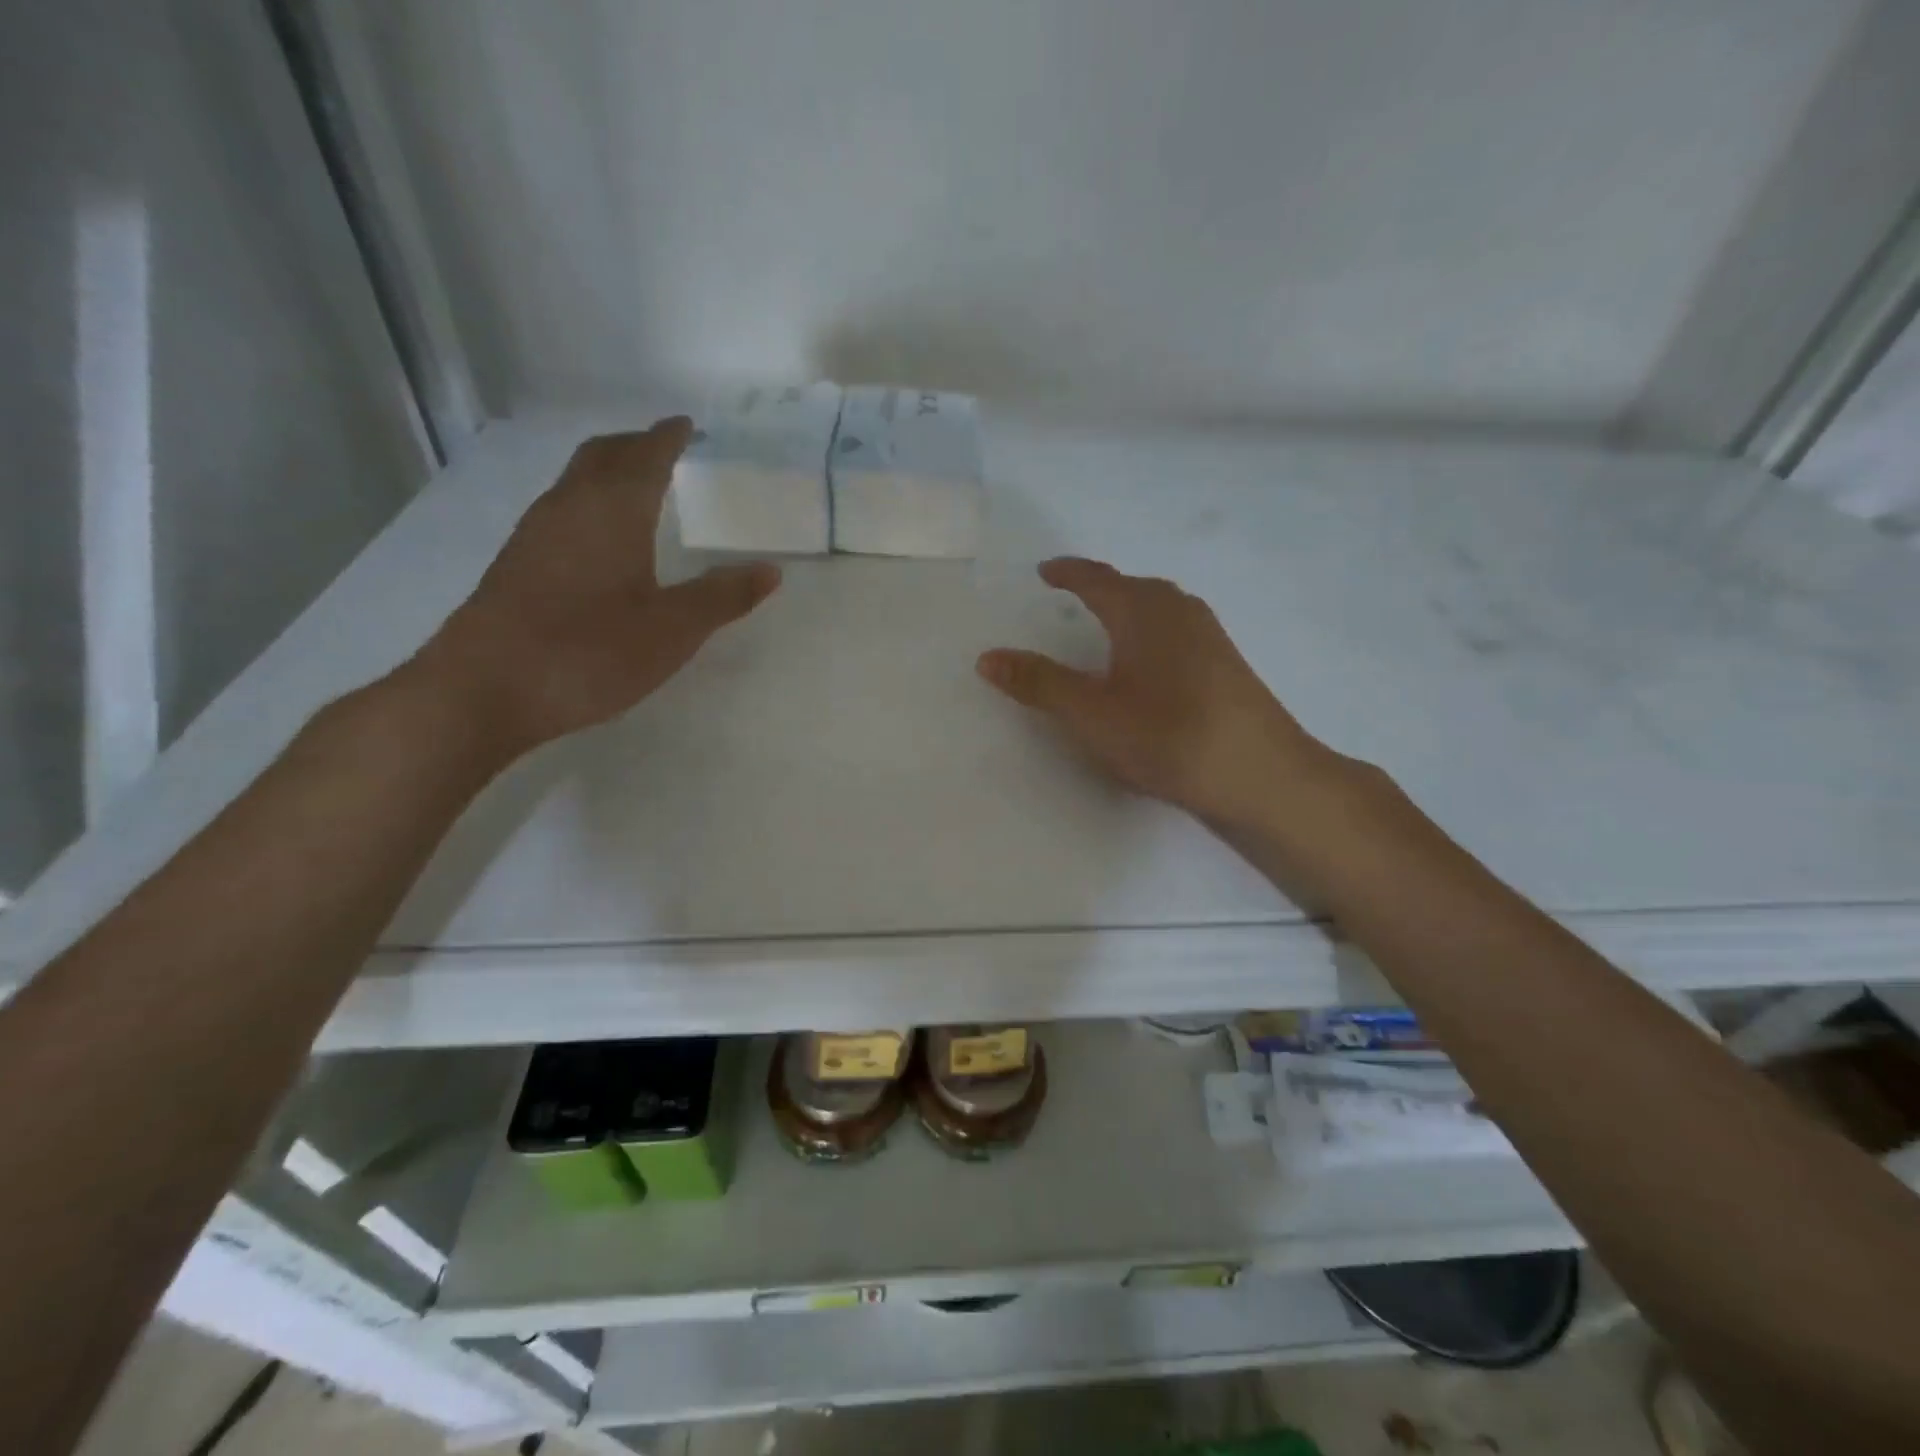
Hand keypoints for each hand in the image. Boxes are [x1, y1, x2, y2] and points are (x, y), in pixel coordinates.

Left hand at [417, 418, 779, 756]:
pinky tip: (597, 538)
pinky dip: (587, 503)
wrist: (486, 689)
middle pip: (601, 456)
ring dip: (606, 472)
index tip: (686, 425)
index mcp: (613, 511)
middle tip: (662, 446)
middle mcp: (569, 508)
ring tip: (635, 485)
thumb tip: (771, 570)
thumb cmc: (590, 651)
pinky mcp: (515, 564)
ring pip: (575, 482)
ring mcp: (534, 535)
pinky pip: (560, 511)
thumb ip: (723, 597)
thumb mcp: (673, 629)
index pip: (645, 456)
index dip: (668, 437)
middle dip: (634, 445)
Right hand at [977, 558, 1336, 825]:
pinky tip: (1149, 663)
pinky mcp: (1226, 664)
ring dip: (1129, 608)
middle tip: (1071, 594)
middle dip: (1100, 588)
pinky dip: (1150, 632)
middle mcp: (1179, 611)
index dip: (1068, 573)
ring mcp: (1210, 636)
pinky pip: (1177, 630)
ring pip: (1159, 608)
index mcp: (1143, 611)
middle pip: (1132, 587)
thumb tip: (988, 657)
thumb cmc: (1169, 736)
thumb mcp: (1092, 714)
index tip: (1045, 571)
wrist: (1262, 775)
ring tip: (1106, 625)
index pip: (1097, 580)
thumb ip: (1040, 684)